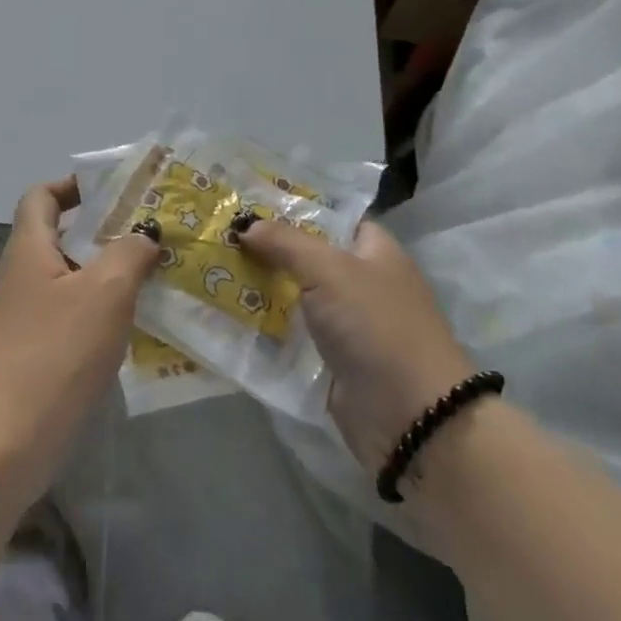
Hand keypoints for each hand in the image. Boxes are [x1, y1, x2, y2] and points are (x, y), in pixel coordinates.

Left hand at [0, 177, 159, 489]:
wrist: (7, 439)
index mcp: (28, 249)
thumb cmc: (56, 351)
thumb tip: (144, 236)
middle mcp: (21, 276)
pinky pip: (71, 316)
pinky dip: (101, 312)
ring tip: (156, 276)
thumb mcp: (105, 291)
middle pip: (60, 237)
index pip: (41, 196)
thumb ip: (130, 252)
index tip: (116, 193)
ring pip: (70, 279)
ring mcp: (24, 318)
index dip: (74, 186)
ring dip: (109, 274)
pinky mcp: (33, 353)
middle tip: (153, 235)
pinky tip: (136, 326)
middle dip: (106, 232)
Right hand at [238, 219, 474, 468]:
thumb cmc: (376, 325)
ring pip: (295, 298)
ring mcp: (347, 324)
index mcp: (374, 251)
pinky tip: (226, 317)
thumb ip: (286, 243)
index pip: (331, 218)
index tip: (247, 204)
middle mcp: (361, 282)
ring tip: (210, 274)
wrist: (409, 415)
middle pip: (306, 258)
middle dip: (266, 250)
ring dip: (259, 291)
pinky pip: (292, 336)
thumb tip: (246, 226)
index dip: (293, 209)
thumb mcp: (330, 270)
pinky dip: (265, 330)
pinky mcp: (331, 361)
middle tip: (217, 237)